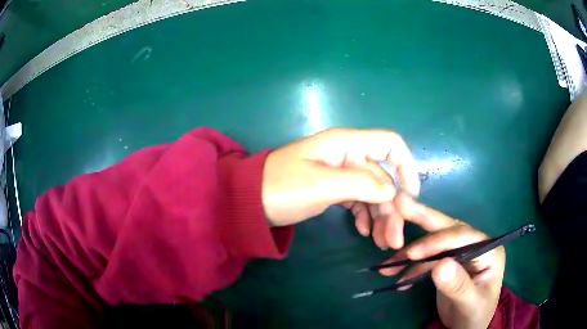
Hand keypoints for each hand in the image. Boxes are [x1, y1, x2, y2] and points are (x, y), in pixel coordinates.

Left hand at [262, 128, 419, 248]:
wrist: (248, 202)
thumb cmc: (281, 188)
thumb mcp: (322, 185)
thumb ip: (361, 184)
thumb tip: (393, 191)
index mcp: (346, 145)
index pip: (390, 145)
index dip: (406, 167)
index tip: (410, 197)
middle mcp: (347, 155)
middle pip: (383, 177)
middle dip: (392, 207)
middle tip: (393, 239)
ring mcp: (340, 173)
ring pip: (372, 192)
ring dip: (380, 216)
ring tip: (382, 242)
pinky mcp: (332, 189)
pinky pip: (357, 200)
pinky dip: (364, 216)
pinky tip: (364, 232)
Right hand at [381, 195, 504, 328]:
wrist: (468, 326)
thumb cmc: (474, 315)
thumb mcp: (470, 304)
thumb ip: (458, 286)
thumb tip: (440, 265)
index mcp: (488, 250)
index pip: (462, 236)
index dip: (437, 241)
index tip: (412, 253)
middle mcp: (475, 245)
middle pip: (448, 228)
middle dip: (423, 219)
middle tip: (399, 205)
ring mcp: (461, 253)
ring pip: (434, 243)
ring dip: (410, 253)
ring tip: (388, 265)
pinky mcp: (448, 262)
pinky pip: (427, 259)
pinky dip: (411, 268)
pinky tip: (399, 279)